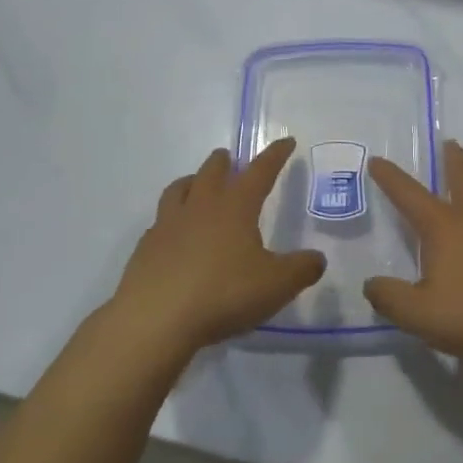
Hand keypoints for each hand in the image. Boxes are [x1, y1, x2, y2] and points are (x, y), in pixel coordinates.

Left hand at [111, 140, 326, 351]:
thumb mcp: (277, 285)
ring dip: (192, 181)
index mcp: (235, 207)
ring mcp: (168, 226)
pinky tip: (174, 233)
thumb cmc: (223, 294)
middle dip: (223, 162)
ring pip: (179, 189)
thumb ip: (302, 269)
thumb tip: (317, 258)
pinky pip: (160, 222)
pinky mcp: (146, 249)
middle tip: (229, 158)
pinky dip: (171, 219)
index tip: (286, 142)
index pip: (260, 172)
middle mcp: (200, 207)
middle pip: (211, 172)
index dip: (275, 156)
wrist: (155, 319)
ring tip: (196, 183)